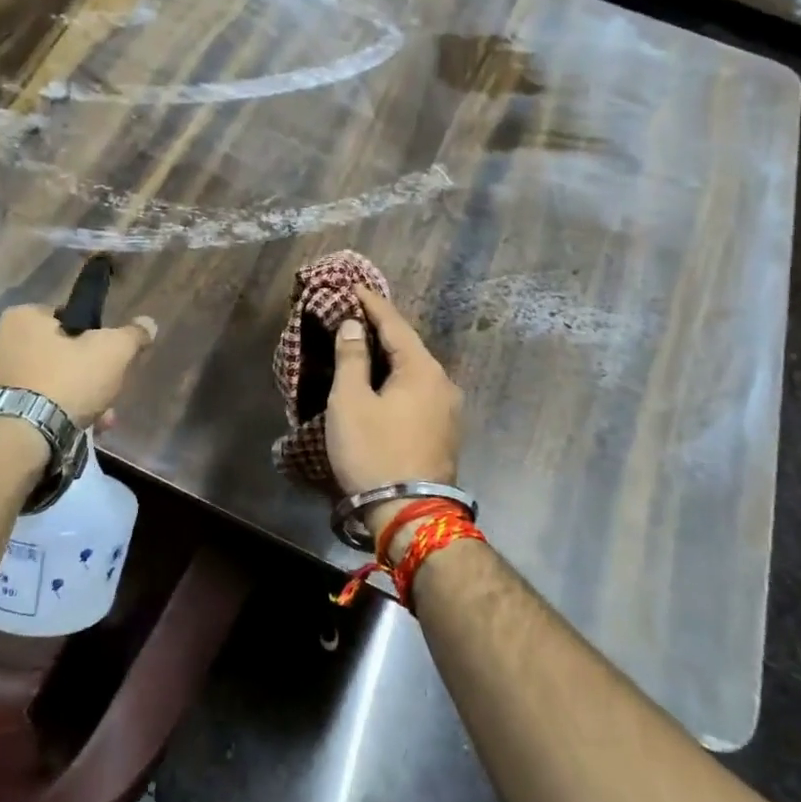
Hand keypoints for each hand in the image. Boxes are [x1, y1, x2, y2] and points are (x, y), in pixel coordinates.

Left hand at [0, 304, 156, 426]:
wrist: (24, 438)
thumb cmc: (67, 381)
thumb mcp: (113, 351)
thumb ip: (133, 335)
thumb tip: (148, 323)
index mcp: (24, 317)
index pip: (70, 317)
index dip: (96, 336)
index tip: (112, 358)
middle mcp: (4, 342)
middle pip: (65, 353)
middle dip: (92, 376)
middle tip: (110, 393)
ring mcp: (0, 378)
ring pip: (55, 382)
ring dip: (83, 399)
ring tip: (103, 420)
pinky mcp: (1, 409)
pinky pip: (41, 405)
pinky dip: (62, 415)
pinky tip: (84, 430)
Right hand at [325, 287, 462, 532]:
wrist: (411, 515)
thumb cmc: (374, 452)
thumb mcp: (351, 402)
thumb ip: (351, 358)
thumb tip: (353, 325)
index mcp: (422, 369)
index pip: (394, 324)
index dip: (372, 304)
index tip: (354, 286)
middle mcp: (443, 383)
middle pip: (408, 346)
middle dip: (381, 329)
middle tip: (355, 314)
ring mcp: (449, 409)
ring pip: (415, 371)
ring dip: (390, 357)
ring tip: (365, 346)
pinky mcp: (445, 432)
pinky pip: (419, 391)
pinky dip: (398, 379)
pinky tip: (383, 383)